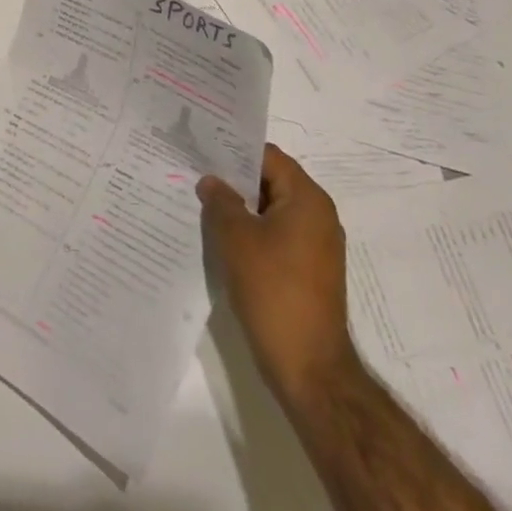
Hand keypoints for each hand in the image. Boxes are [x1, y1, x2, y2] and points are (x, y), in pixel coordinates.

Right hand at [199, 145, 359, 407]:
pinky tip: (219, 236)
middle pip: (270, 181)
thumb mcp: (236, 238)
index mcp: (307, 200)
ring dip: (239, 206)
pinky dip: (249, 230)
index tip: (200, 147)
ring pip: (270, 210)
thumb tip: (211, 181)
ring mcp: (315, 245)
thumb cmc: (273, 289)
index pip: (268, 157)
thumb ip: (220, 201)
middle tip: (193, 172)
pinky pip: (275, 235)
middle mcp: (318, 216)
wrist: (308, 364)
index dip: (233, 149)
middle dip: (233, 178)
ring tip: (199, 202)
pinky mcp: (307, 269)